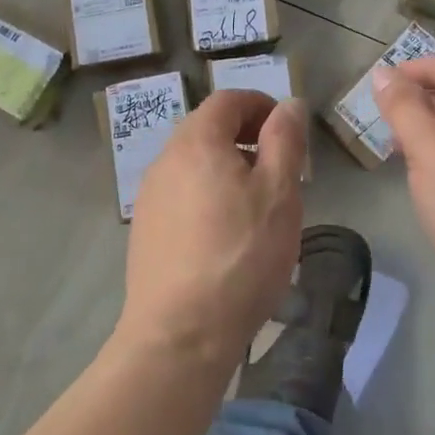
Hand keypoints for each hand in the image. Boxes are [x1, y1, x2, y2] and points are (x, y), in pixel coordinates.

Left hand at [117, 90, 307, 368]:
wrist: (180, 335)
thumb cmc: (240, 255)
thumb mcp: (279, 192)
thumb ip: (285, 140)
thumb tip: (289, 104)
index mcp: (196, 141)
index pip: (228, 100)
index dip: (261, 105)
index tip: (287, 131)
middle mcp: (165, 159)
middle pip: (208, 128)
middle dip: (246, 136)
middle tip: (279, 168)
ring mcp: (150, 196)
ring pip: (194, 162)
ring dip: (227, 167)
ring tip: (257, 204)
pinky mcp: (145, 230)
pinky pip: (182, 193)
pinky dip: (208, 194)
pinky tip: (226, 234)